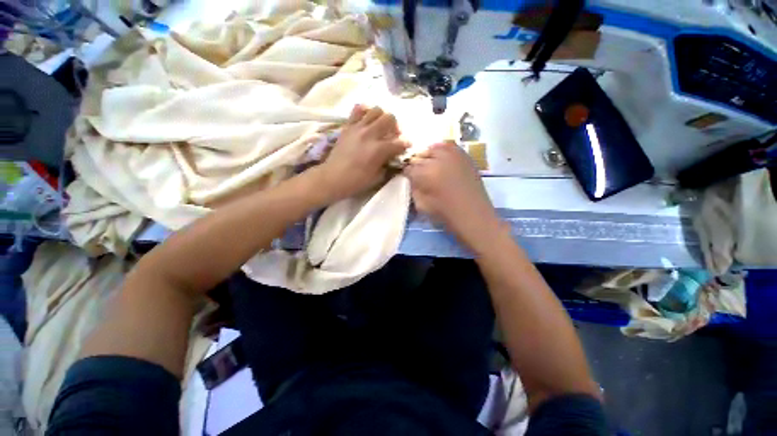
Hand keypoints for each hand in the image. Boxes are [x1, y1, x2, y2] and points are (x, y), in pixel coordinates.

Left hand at [316, 105, 407, 202]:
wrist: (333, 177)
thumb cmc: (356, 181)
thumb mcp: (377, 177)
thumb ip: (387, 164)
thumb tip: (393, 157)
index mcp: (379, 150)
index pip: (399, 142)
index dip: (406, 144)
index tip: (407, 146)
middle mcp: (370, 134)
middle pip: (390, 118)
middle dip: (396, 126)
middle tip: (394, 135)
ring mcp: (358, 128)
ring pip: (376, 110)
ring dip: (382, 117)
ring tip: (380, 127)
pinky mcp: (348, 126)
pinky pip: (358, 110)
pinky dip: (365, 111)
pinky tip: (367, 119)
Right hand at [403, 142, 501, 251]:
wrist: (474, 216)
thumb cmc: (446, 214)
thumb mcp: (421, 205)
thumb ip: (413, 188)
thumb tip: (410, 179)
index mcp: (425, 173)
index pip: (408, 167)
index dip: (406, 173)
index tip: (407, 178)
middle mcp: (438, 159)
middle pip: (419, 155)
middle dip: (416, 164)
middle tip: (418, 173)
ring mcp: (453, 155)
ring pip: (433, 147)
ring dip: (428, 156)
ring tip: (430, 166)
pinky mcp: (465, 155)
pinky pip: (449, 146)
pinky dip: (442, 151)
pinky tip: (442, 161)